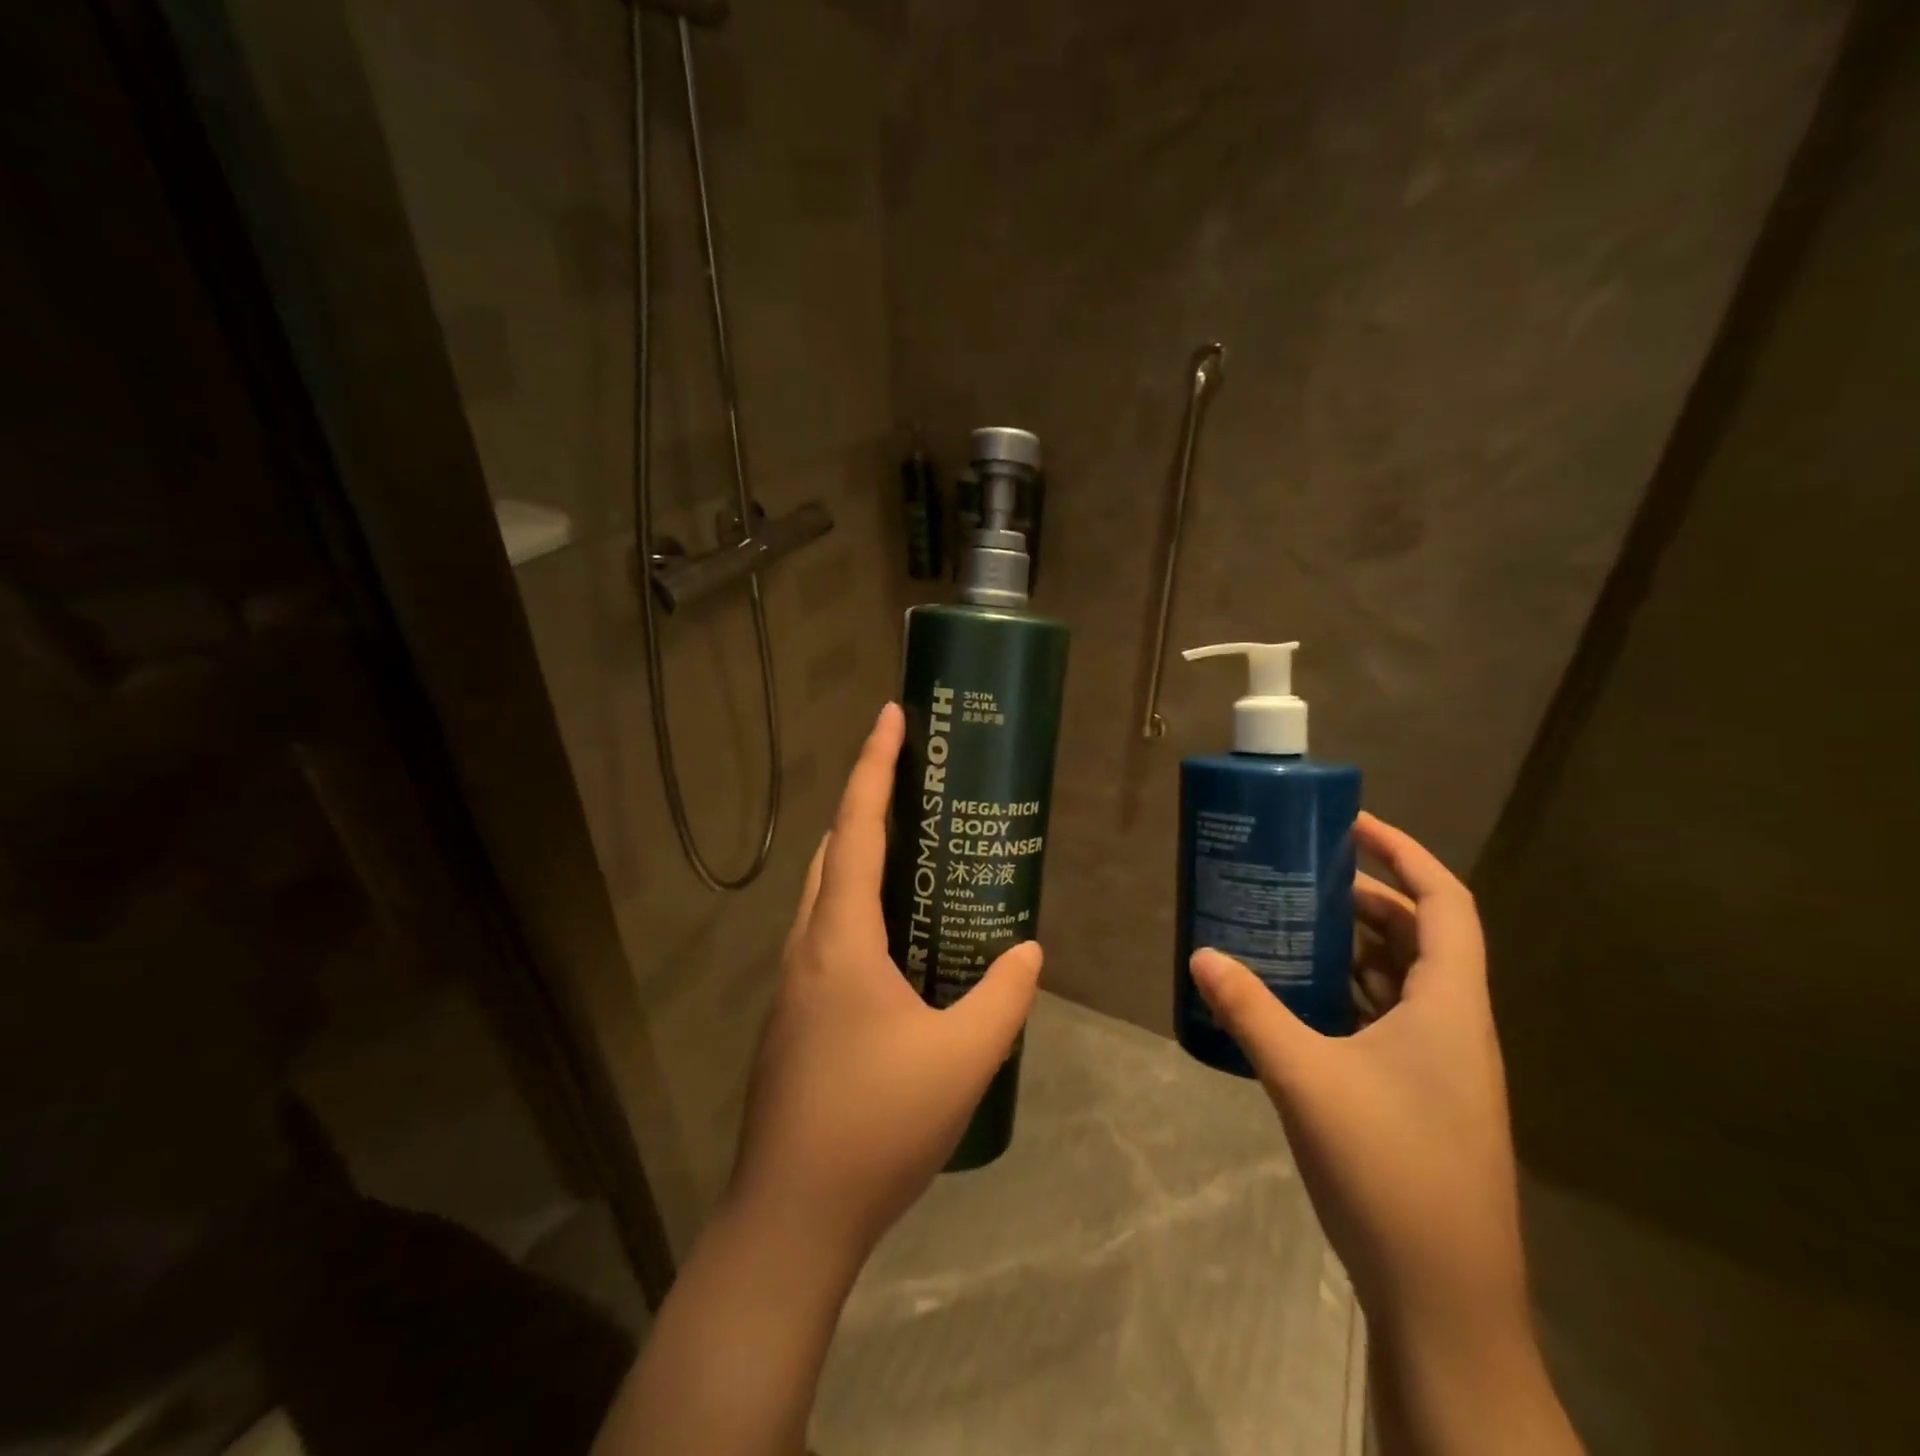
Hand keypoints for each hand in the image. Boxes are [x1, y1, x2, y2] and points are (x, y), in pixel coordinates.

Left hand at [729, 702, 1043, 1258]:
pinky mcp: (794, 1019)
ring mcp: (793, 985)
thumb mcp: (963, 1059)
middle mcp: (807, 948)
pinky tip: (898, 947)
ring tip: (916, 858)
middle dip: (870, 806)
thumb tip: (1028, 951)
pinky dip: (857, 912)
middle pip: (835, 853)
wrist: (790, 1217)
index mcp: (840, 939)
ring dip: (862, 861)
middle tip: (919, 789)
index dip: (874, 765)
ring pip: (824, 896)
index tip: (891, 714)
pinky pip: (826, 938)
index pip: (858, 828)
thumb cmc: (875, 1125)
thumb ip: (1004, 997)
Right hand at [1189, 811, 1523, 1337]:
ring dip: (1359, 945)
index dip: (1404, 853)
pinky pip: (1391, 1019)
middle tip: (1305, 874)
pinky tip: (1304, 999)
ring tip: (1297, 922)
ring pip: (1407, 980)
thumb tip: (1201, 954)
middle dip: (1368, 896)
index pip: (1445, 902)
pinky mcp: (1423, 1099)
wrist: (1445, 1303)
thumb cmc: (1389, 1172)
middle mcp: (1457, 1028)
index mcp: (1450, 1008)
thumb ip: (1251, 1011)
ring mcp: (1444, 1068)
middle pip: (1423, 936)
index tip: (1351, 826)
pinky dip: (1353, 992)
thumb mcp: (1306, 1079)